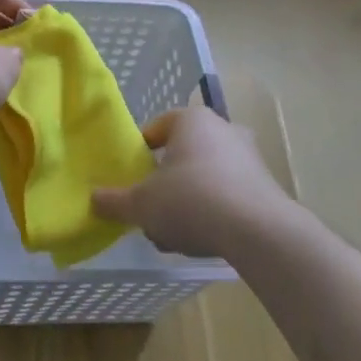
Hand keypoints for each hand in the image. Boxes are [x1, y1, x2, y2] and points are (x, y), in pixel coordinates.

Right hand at [92, 102, 288, 258]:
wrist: (261, 234)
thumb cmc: (193, 201)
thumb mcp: (142, 204)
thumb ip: (115, 201)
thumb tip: (93, 199)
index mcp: (191, 119)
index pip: (156, 128)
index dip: (140, 154)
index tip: (132, 180)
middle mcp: (223, 128)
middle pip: (182, 154)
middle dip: (166, 182)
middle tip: (153, 210)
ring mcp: (249, 157)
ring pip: (205, 176)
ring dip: (189, 201)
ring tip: (176, 235)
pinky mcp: (267, 187)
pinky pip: (229, 195)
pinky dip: (214, 212)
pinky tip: (205, 241)